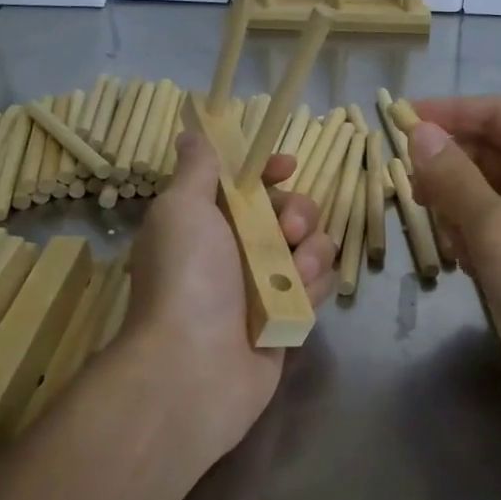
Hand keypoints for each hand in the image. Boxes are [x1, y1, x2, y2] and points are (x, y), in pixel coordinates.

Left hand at [122, 132, 336, 459]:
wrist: (193, 366)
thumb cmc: (186, 276)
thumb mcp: (182, 209)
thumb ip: (197, 169)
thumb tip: (192, 133)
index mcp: (208, 222)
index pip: (248, 184)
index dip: (269, 171)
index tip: (286, 166)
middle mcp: (237, 250)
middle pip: (289, 212)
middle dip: (298, 212)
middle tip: (288, 228)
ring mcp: (264, 286)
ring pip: (311, 247)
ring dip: (310, 251)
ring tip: (294, 272)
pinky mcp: (288, 317)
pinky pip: (318, 286)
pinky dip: (314, 286)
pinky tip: (298, 297)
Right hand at [408, 96, 500, 426]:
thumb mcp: (499, 231)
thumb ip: (455, 178)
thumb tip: (419, 133)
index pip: (499, 114)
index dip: (450, 113)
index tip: (401, 121)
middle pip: (493, 152)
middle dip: (452, 168)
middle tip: (412, 191)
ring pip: (490, 192)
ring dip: (460, 207)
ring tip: (444, 236)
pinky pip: (497, 226)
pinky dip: (474, 236)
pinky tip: (463, 262)